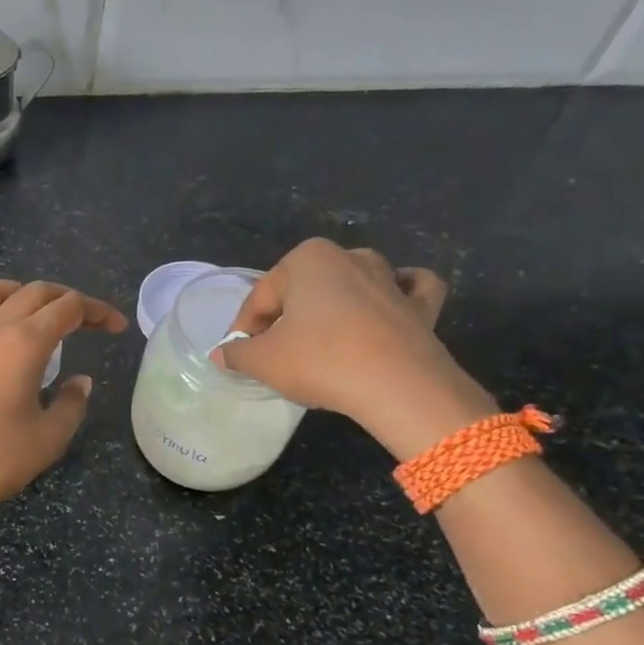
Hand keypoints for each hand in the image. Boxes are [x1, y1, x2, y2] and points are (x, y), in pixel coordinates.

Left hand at [0, 280, 127, 528]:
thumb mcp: (49, 437)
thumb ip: (71, 403)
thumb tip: (80, 381)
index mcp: (24, 342)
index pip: (69, 307)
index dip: (98, 311)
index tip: (117, 328)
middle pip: (35, 291)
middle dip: (68, 298)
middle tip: (91, 322)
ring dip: (22, 292)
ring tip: (40, 312)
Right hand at [213, 239, 494, 456]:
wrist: (399, 387)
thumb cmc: (320, 361)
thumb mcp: (262, 361)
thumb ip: (237, 354)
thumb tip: (221, 354)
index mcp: (306, 259)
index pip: (261, 297)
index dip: (245, 328)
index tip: (240, 355)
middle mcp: (349, 257)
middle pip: (305, 289)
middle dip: (288, 316)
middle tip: (276, 353)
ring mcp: (390, 279)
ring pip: (353, 284)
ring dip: (337, 303)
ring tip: (322, 339)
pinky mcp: (422, 306)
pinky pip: (408, 291)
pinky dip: (398, 296)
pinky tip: (386, 310)